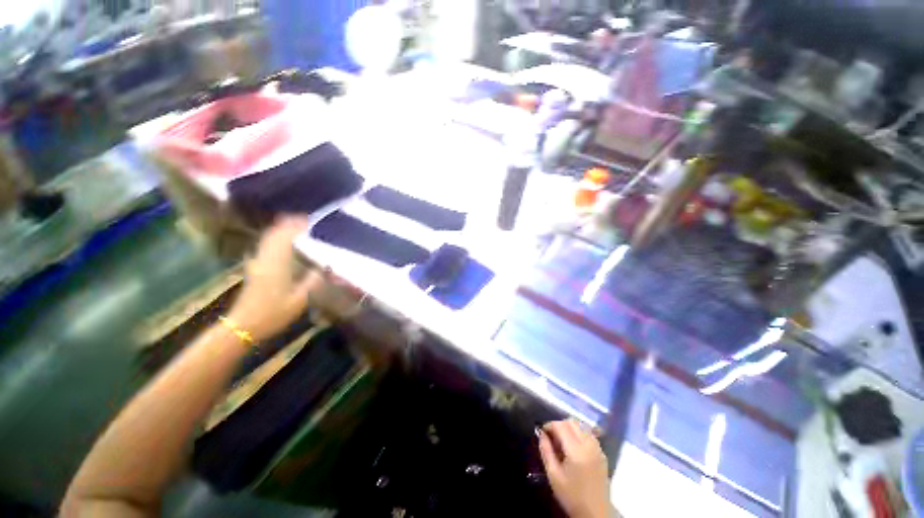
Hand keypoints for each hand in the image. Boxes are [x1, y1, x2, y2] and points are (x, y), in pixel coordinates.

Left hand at [226, 217, 322, 340]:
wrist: (243, 325)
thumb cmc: (273, 314)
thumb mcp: (300, 300)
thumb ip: (313, 281)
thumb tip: (324, 267)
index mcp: (277, 264)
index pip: (285, 237)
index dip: (297, 226)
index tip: (310, 220)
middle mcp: (265, 258)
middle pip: (274, 233)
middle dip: (288, 223)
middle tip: (305, 219)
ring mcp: (257, 262)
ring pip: (267, 238)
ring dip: (280, 229)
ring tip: (295, 225)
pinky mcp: (254, 268)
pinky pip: (265, 246)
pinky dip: (274, 238)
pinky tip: (282, 241)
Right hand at [539, 419, 611, 517]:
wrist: (595, 514)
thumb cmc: (572, 496)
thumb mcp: (553, 475)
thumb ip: (546, 451)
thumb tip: (541, 434)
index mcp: (576, 451)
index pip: (561, 426)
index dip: (549, 425)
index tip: (542, 432)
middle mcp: (589, 445)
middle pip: (572, 422)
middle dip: (559, 424)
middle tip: (551, 436)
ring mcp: (598, 449)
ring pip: (581, 426)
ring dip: (569, 428)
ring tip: (562, 441)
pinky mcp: (602, 454)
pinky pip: (589, 434)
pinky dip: (579, 433)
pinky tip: (574, 446)